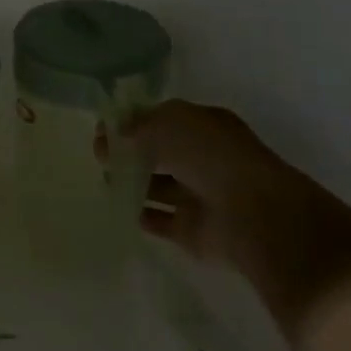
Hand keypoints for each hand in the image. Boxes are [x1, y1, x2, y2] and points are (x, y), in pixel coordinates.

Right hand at [110, 100, 350, 331]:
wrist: (252, 215)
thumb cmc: (212, 157)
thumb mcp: (169, 124)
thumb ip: (136, 126)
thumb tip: (111, 135)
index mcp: (205, 126)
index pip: (163, 120)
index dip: (133, 122)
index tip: (103, 130)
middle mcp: (204, 158)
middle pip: (160, 153)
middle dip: (130, 152)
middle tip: (99, 156)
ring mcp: (199, 195)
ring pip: (158, 186)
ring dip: (132, 183)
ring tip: (104, 181)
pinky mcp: (191, 230)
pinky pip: (159, 220)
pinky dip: (140, 215)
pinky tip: (118, 209)